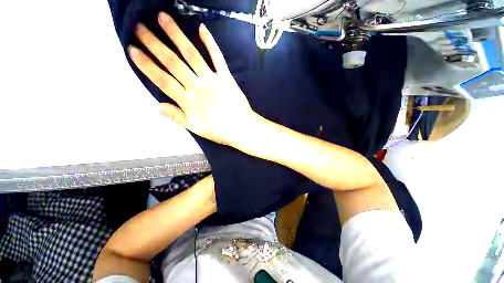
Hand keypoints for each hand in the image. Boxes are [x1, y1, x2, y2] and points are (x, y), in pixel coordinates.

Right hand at [129, 12, 255, 145]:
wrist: (241, 128)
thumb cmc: (219, 131)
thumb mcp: (195, 128)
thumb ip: (177, 117)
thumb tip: (156, 106)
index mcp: (188, 101)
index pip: (162, 80)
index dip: (146, 65)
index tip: (132, 49)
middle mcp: (197, 87)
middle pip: (173, 63)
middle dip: (154, 44)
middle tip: (139, 27)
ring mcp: (212, 80)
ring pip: (192, 55)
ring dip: (176, 36)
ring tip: (163, 18)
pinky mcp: (226, 78)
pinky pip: (218, 58)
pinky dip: (210, 43)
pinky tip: (201, 28)